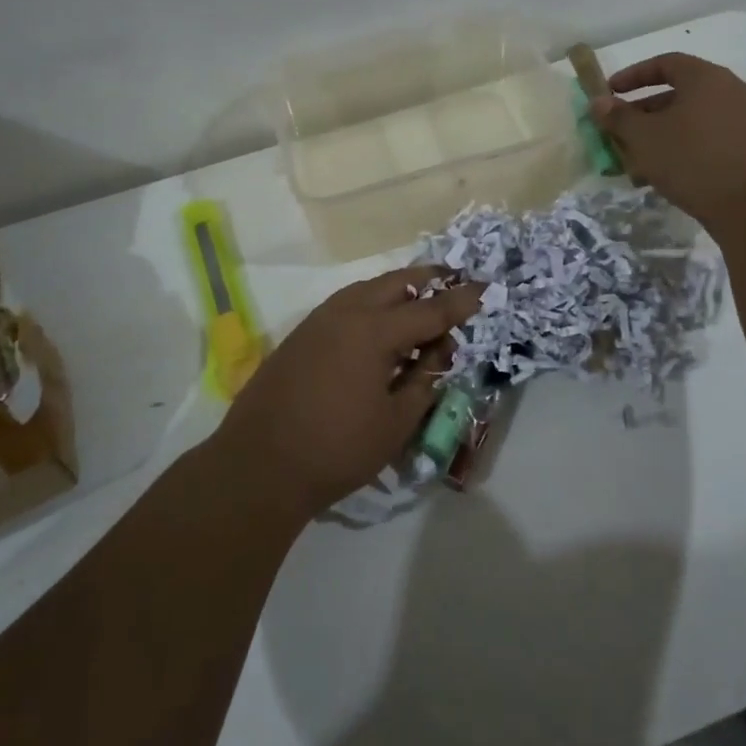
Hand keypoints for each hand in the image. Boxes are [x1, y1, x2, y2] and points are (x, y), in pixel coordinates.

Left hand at [213, 266, 482, 522]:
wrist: (258, 465)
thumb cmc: (336, 448)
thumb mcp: (395, 422)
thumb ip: (424, 379)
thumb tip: (440, 350)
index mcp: (374, 331)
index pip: (430, 310)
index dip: (461, 301)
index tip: (487, 287)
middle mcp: (346, 313)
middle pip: (396, 283)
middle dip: (429, 280)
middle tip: (454, 282)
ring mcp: (318, 320)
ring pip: (367, 289)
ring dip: (398, 290)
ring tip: (420, 302)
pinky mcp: (301, 335)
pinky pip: (346, 305)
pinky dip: (371, 304)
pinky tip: (379, 325)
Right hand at [590, 52, 745, 227]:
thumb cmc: (691, 161)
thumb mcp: (644, 138)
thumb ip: (618, 117)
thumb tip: (599, 102)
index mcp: (706, 78)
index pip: (665, 63)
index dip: (633, 75)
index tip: (610, 92)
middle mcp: (731, 91)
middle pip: (679, 93)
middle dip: (644, 112)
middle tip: (620, 132)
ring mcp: (745, 120)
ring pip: (692, 119)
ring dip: (661, 134)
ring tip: (637, 160)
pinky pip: (709, 138)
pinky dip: (683, 147)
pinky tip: (665, 174)